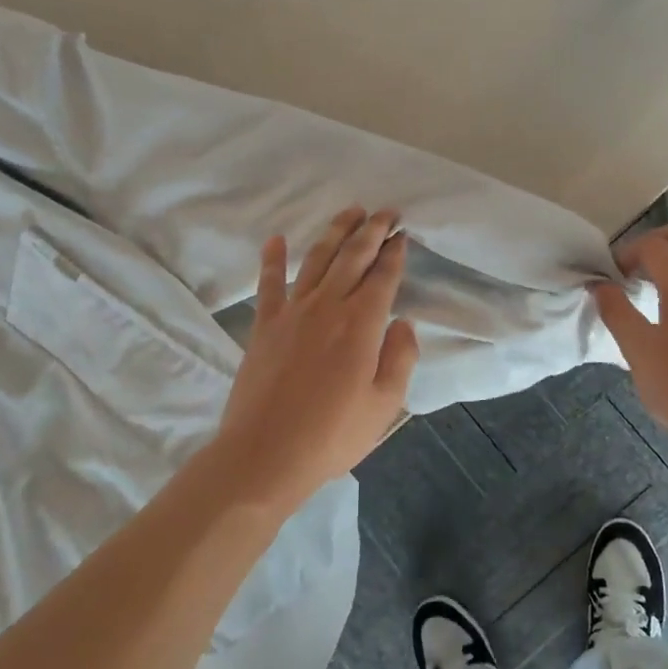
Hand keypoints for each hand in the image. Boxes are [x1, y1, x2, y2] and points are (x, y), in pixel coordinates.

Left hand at [212, 207, 419, 506]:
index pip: (383, 277)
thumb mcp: (385, 404)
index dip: (395, 252)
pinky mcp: (264, 325)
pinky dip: (272, 259)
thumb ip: (400, 358)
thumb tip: (403, 323)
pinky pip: (269, 284)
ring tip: (350, 212)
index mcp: (361, 324)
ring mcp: (292, 313)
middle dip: (372, 231)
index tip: (403, 234)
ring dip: (335, 232)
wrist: (265, 456)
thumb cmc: (332, 436)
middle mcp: (328, 307)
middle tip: (386, 212)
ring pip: (317, 260)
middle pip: (353, 257)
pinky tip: (276, 239)